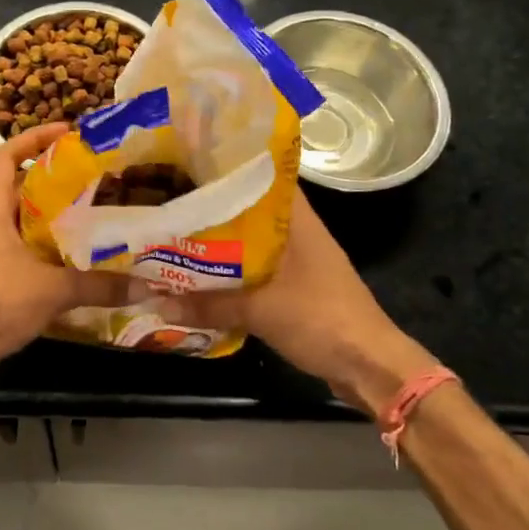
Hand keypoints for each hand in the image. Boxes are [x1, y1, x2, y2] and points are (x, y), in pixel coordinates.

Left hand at [0, 123, 138, 392]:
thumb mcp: (51, 290)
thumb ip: (99, 285)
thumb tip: (146, 284)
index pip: (7, 156)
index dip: (34, 137)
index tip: (69, 132)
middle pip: (23, 187)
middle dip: (58, 179)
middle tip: (99, 176)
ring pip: (28, 222)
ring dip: (58, 218)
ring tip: (100, 214)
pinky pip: (29, 251)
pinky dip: (53, 250)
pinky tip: (84, 260)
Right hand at [161, 192, 440, 416]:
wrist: (369, 365)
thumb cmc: (321, 319)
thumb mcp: (260, 311)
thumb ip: (210, 305)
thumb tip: (158, 301)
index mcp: (298, 220)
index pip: (263, 177)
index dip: (229, 167)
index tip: (192, 163)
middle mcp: (299, 233)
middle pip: (252, 210)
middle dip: (215, 208)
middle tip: (174, 202)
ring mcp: (300, 261)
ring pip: (252, 241)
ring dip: (222, 243)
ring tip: (179, 234)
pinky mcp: (297, 288)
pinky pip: (257, 270)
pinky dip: (233, 271)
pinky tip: (203, 275)